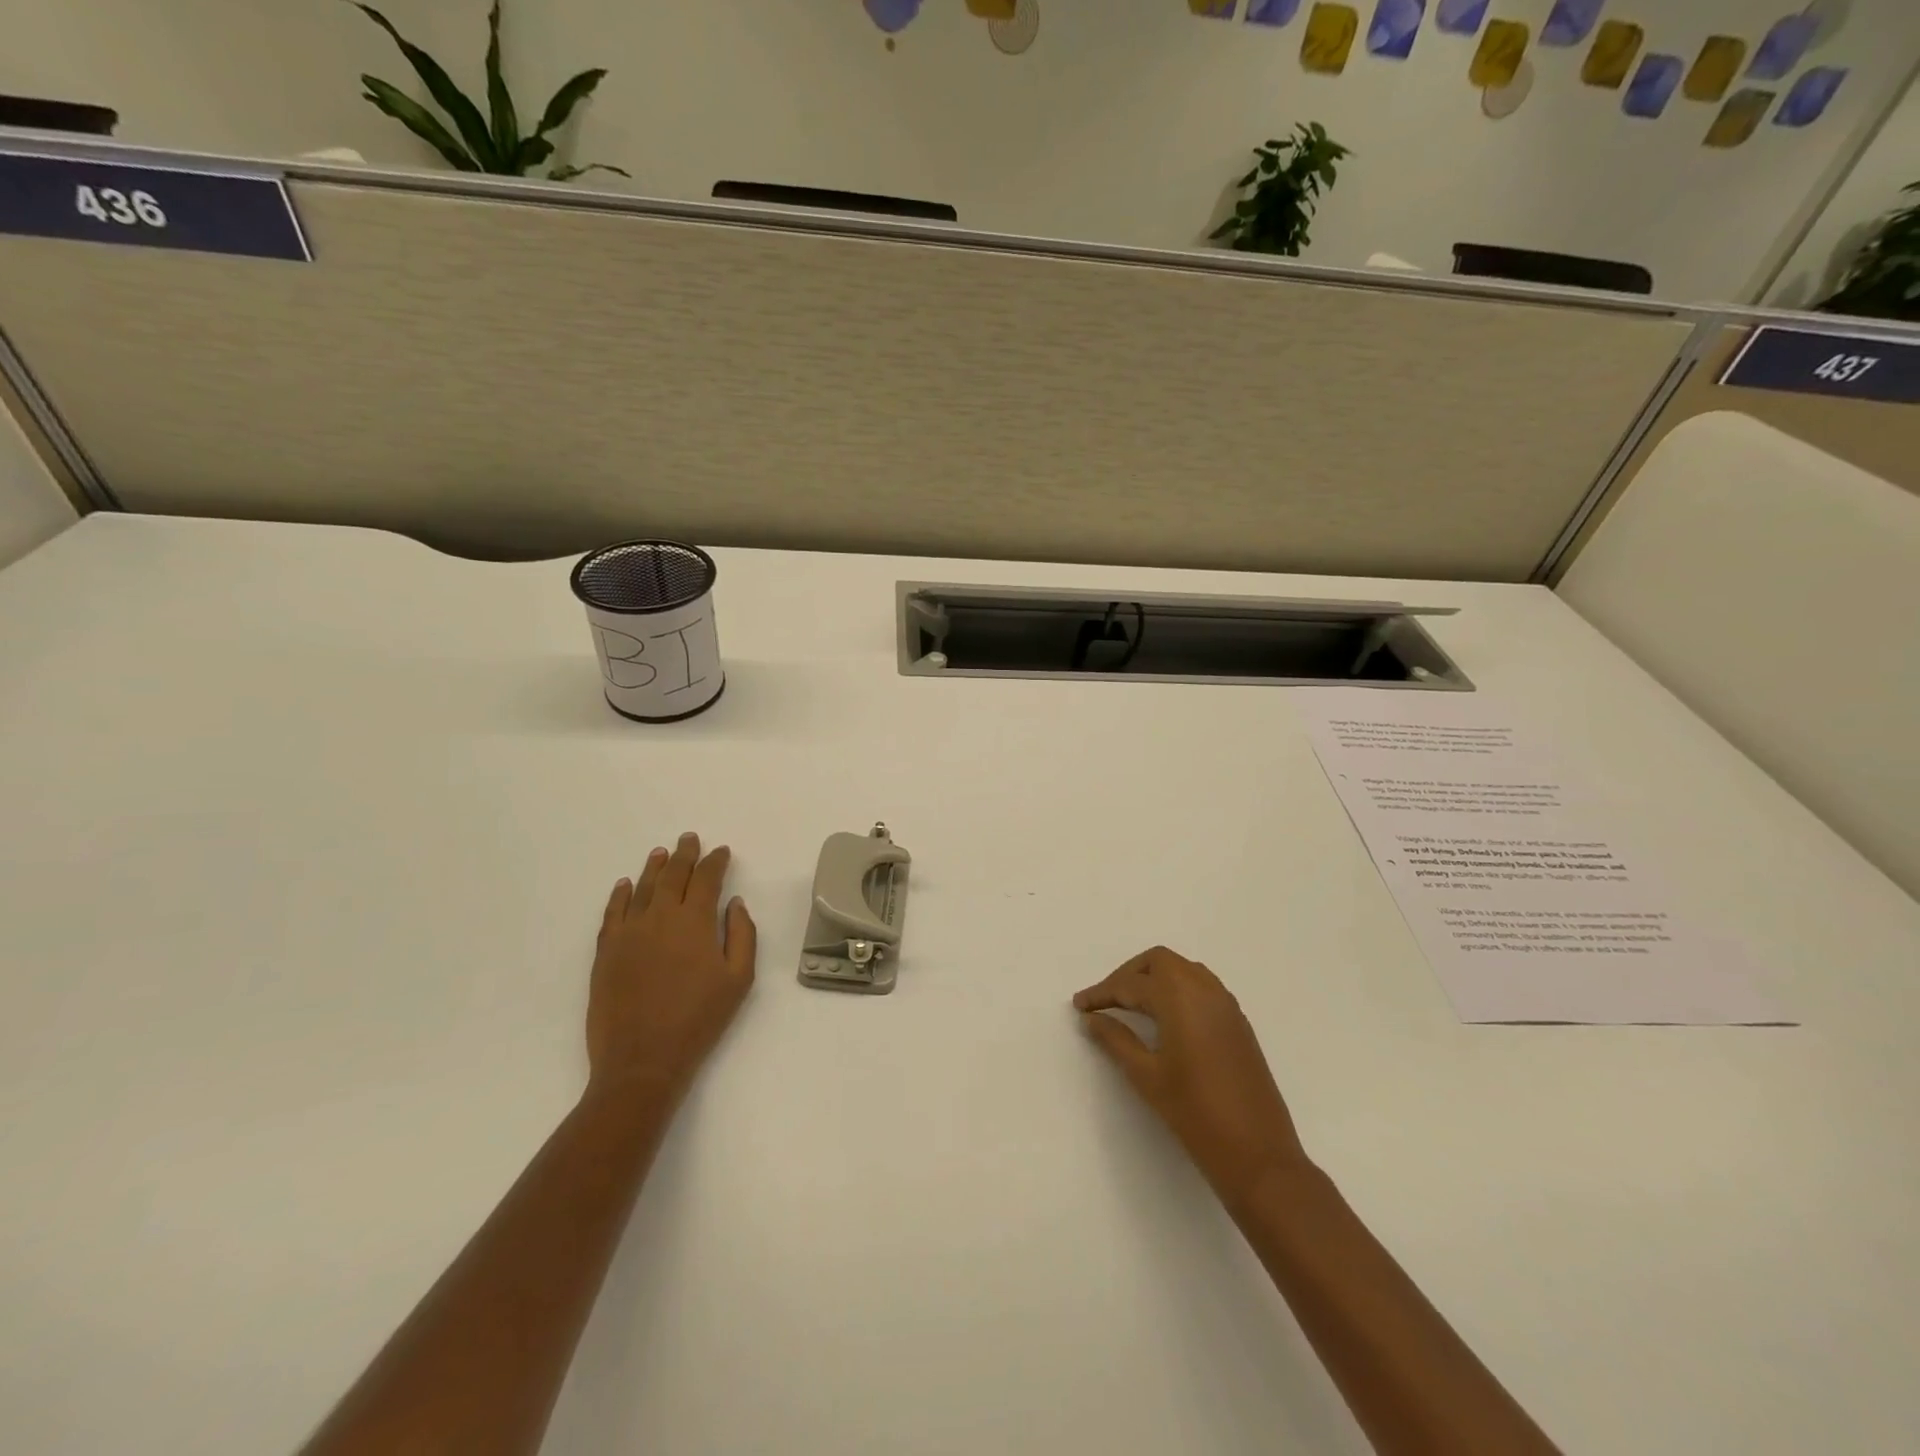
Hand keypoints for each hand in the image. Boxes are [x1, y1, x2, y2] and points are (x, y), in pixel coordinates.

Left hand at [588, 832, 756, 1099]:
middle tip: (689, 839)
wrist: (642, 1061)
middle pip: (673, 876)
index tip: (722, 851)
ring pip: (642, 888)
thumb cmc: (699, 1020)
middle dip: (684, 855)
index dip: (715, 862)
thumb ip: (742, 935)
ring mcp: (629, 932)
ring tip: (661, 852)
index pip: (707, 879)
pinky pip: (613, 912)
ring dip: (653, 868)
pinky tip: (625, 884)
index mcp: (695, 922)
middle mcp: (660, 917)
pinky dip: (620, 894)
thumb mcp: (739, 980)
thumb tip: (735, 903)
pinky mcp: (606, 951)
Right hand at [1074, 946, 1308, 1205]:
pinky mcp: (1238, 1023)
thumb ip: (1116, 1040)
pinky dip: (1177, 990)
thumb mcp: (1146, 1076)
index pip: (1131, 984)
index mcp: (1180, 998)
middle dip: (1129, 974)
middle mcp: (1205, 990)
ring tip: (1131, 1007)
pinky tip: (1165, 1019)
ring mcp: (1226, 1005)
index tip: (1079, 1005)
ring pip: (1183, 970)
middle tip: (1107, 1001)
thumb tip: (1093, 1018)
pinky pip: (1202, 987)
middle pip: (1160, 962)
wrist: (1259, 1155)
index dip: (1101, 992)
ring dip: (1155, 978)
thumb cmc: (1195, 1114)